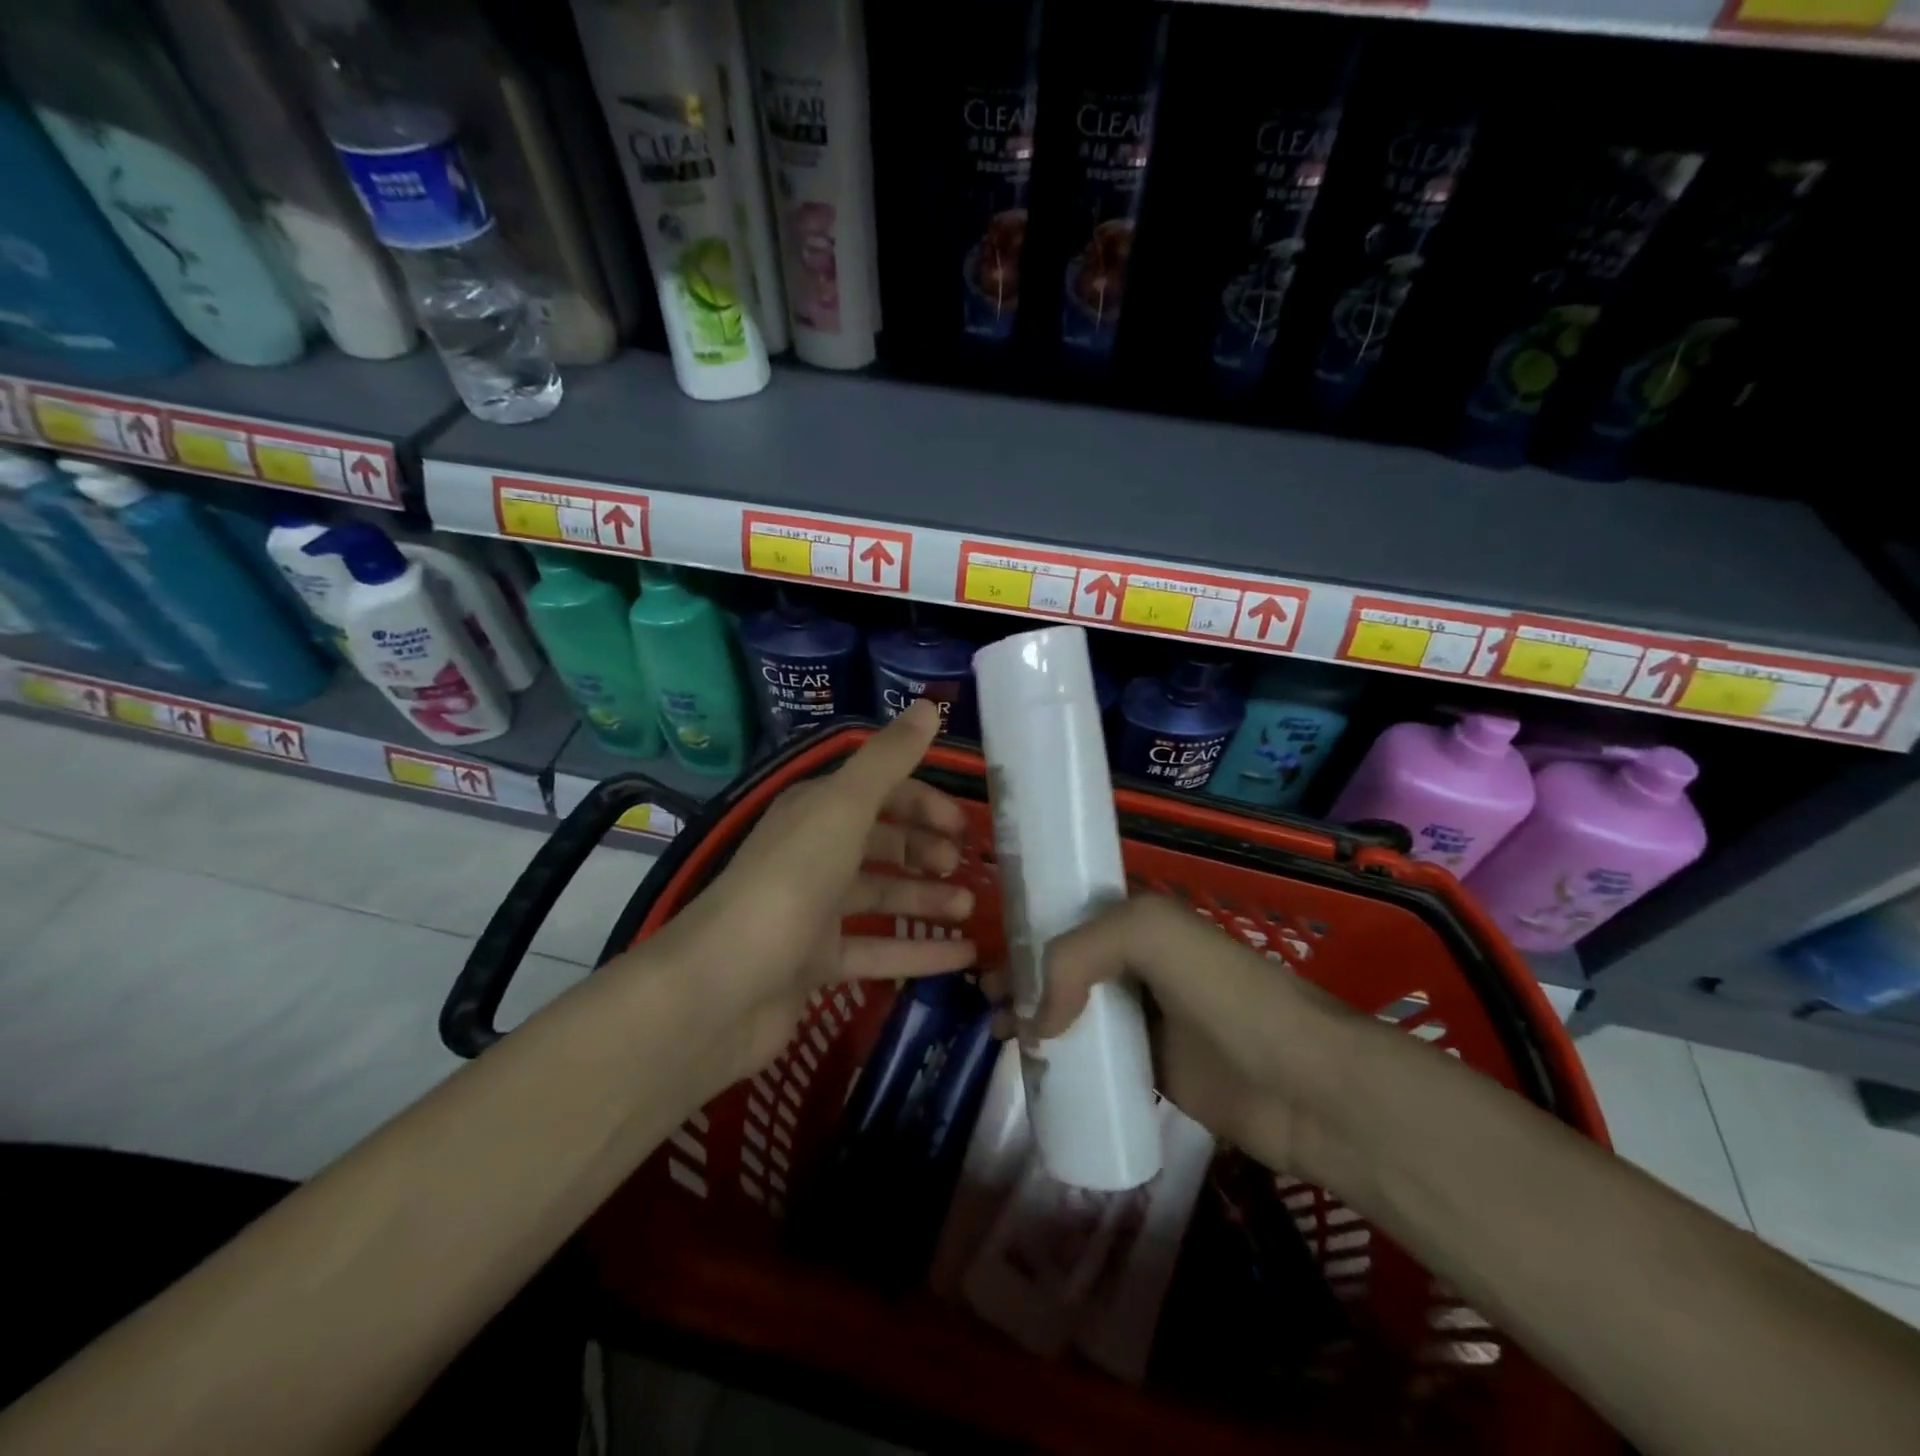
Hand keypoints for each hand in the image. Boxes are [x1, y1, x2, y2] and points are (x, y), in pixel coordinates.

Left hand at [646, 700, 977, 1088]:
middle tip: (965, 866)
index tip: (963, 823)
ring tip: (971, 908)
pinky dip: (918, 951)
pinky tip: (963, 956)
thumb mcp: (843, 808)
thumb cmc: (790, 882)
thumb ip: (888, 759)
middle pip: (880, 842)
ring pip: (881, 895)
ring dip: (926, 899)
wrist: (722, 987)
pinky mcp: (815, 963)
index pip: (877, 792)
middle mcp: (812, 854)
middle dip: (925, 849)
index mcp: (815, 811)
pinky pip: (876, 950)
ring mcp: (812, 911)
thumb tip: (929, 706)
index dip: (923, 802)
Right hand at [996, 895, 1359, 1182]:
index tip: (990, 956)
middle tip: (986, 1003)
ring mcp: (1149, 1018)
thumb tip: (1039, 1022)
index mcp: (1140, 921)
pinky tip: (1036, 1075)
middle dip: (1021, 977)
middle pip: (1065, 965)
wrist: (1304, 1083)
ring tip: (999, 1038)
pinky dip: (1065, 1063)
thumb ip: (1076, 957)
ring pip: (1076, 1012)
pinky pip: (1097, 1059)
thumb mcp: (1148, 935)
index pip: (1069, 916)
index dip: (1027, 930)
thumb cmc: (1227, 994)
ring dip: (1035, 1020)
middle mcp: (1140, 963)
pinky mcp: (1156, 1069)